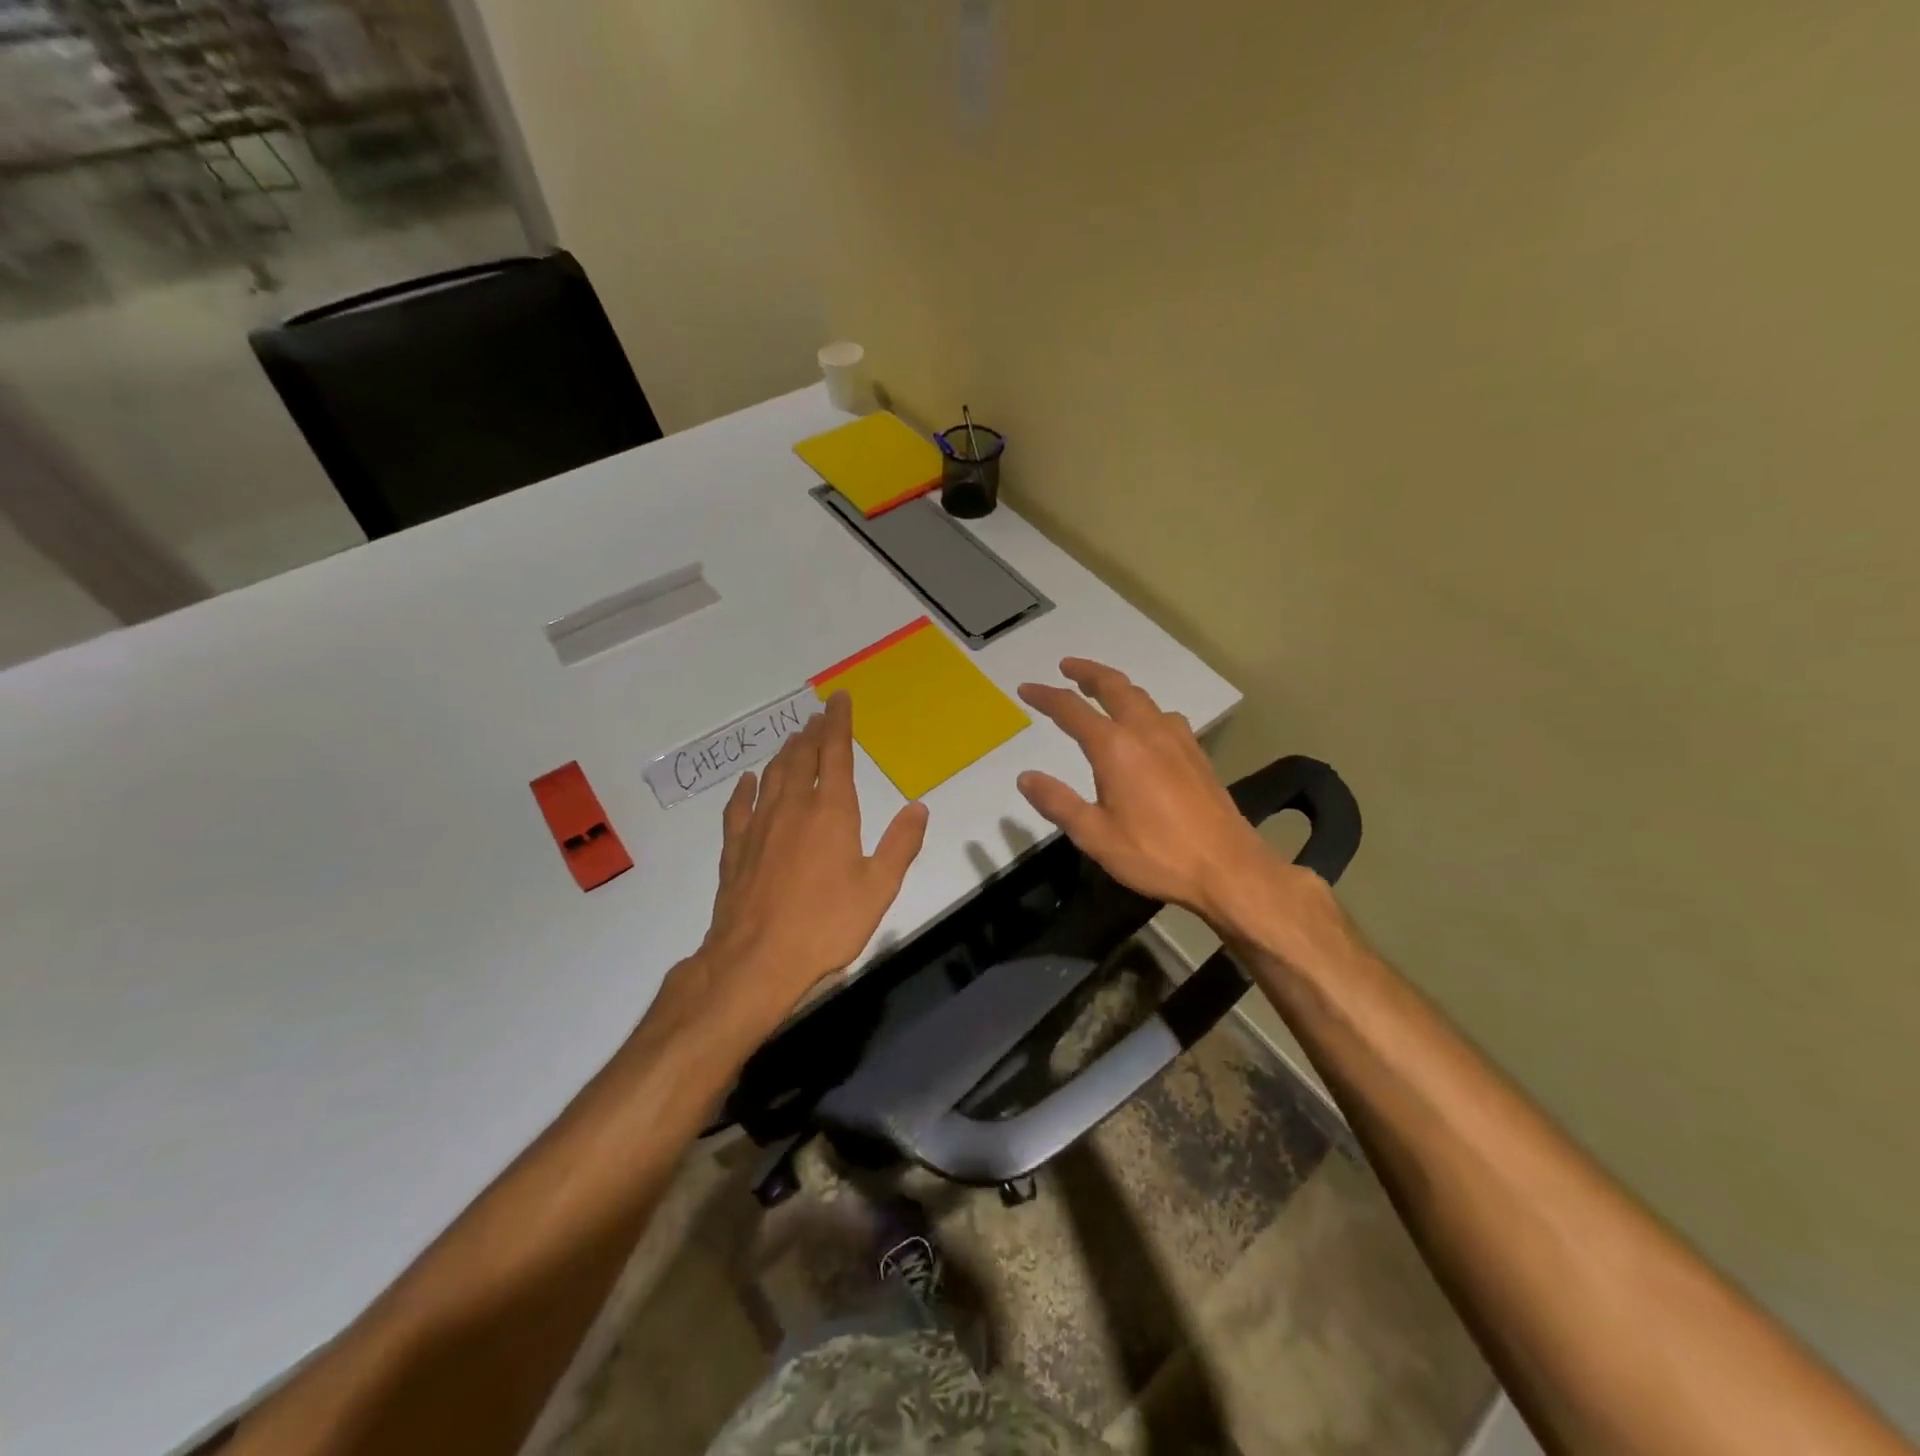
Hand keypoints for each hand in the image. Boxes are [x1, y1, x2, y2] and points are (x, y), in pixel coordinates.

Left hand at [690, 691, 928, 1032]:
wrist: (756, 960)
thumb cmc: (826, 925)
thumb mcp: (879, 888)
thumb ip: (900, 844)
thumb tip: (918, 806)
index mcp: (831, 812)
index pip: (835, 754)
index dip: (839, 723)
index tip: (839, 699)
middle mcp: (793, 808)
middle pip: (802, 758)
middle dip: (812, 733)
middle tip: (818, 716)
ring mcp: (760, 827)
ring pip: (772, 776)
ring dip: (784, 754)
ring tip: (793, 740)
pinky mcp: (735, 849)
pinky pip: (739, 807)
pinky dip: (746, 789)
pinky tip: (749, 782)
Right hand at [1016, 658, 1285, 930]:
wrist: (1227, 868)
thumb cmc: (1156, 854)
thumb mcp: (1095, 836)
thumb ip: (1058, 803)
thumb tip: (1025, 777)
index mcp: (1115, 748)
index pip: (1071, 710)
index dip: (1046, 697)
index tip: (1026, 688)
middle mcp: (1146, 732)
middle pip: (1114, 686)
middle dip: (1087, 672)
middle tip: (1067, 666)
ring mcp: (1177, 739)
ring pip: (1142, 697)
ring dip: (1116, 686)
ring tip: (1101, 690)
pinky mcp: (1196, 753)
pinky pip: (1164, 715)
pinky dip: (1143, 707)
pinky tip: (1146, 724)